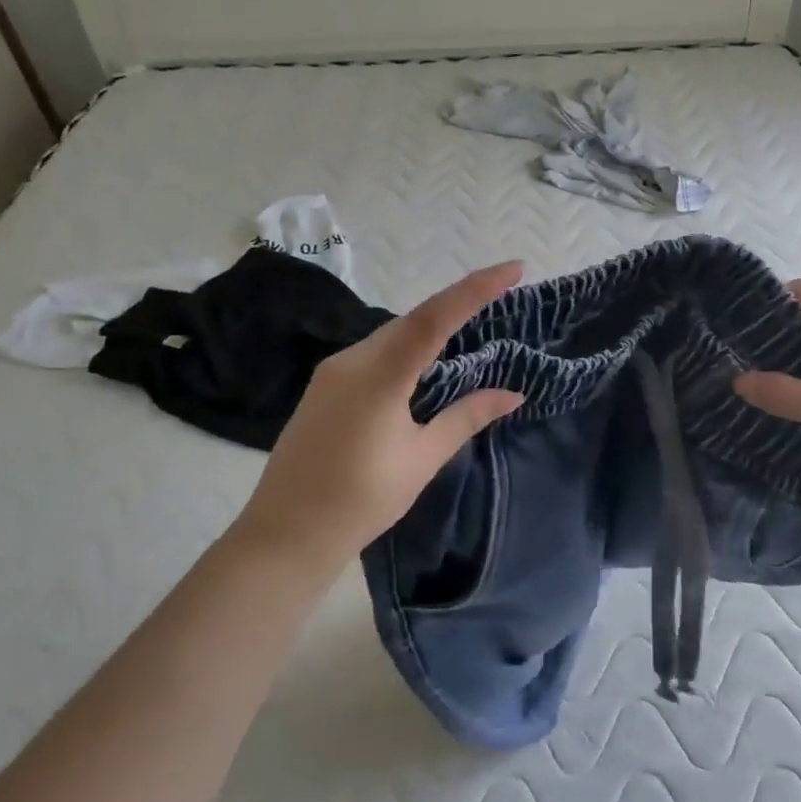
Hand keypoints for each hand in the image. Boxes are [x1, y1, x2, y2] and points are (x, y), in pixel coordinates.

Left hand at [231, 262, 526, 565]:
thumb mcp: (422, 458)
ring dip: (431, 329)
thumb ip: (466, 417)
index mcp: (379, 375)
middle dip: (457, 304)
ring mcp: (333, 371)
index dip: (475, 289)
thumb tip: (512, 393)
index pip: (434, 318)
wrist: (286, 533)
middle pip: (413, 320)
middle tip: (500, 295)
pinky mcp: (325, 386)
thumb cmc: (362, 500)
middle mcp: (352, 360)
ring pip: (391, 335)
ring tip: (471, 329)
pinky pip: (374, 353)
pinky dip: (406, 349)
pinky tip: (424, 365)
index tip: (513, 268)